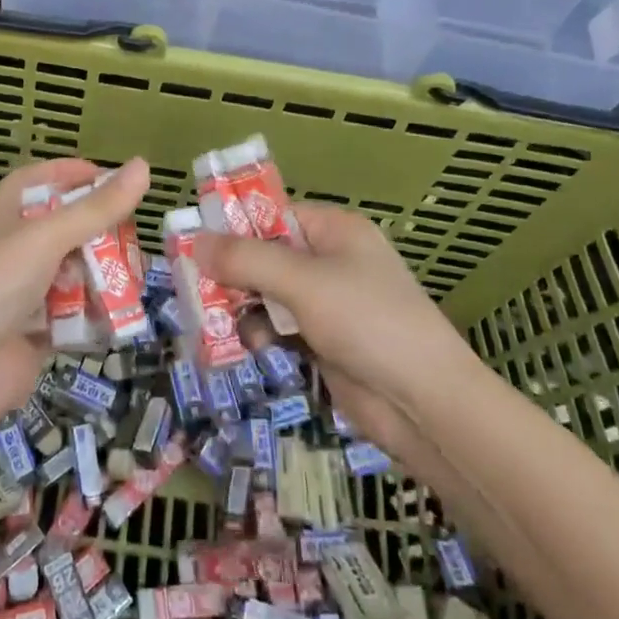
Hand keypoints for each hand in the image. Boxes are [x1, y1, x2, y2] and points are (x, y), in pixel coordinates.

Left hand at [0, 156, 149, 449]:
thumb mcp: (50, 236)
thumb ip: (99, 207)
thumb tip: (144, 165)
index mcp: (11, 211)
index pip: (44, 178)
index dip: (76, 174)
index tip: (115, 180)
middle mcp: (19, 245)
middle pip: (69, 226)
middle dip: (104, 232)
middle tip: (136, 238)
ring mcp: (29, 288)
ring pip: (78, 270)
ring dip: (106, 275)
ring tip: (138, 279)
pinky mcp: (40, 328)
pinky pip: (78, 312)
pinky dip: (98, 313)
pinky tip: (124, 315)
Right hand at [197, 203, 479, 415]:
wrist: (425, 404)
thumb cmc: (368, 322)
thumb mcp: (302, 282)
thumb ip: (246, 259)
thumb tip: (194, 240)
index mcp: (334, 230)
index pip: (273, 214)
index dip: (233, 225)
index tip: (192, 241)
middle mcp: (330, 261)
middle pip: (266, 255)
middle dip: (232, 272)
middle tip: (194, 287)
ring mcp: (328, 304)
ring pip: (267, 293)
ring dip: (242, 306)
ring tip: (215, 320)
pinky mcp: (324, 342)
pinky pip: (278, 327)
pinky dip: (260, 333)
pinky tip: (250, 347)